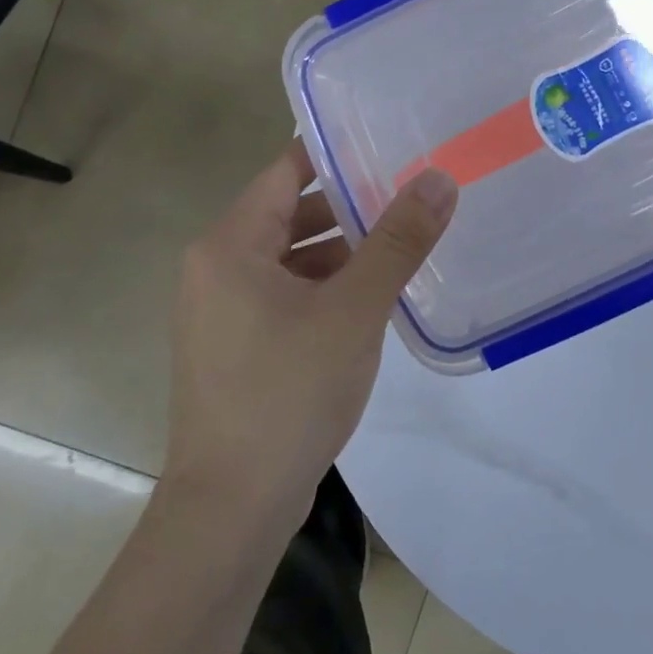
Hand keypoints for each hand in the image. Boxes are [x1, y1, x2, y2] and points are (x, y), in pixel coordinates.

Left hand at [166, 140, 456, 524]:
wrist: (233, 507)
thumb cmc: (289, 392)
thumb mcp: (354, 309)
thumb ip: (398, 241)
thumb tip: (438, 179)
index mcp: (229, 245)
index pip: (286, 171)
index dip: (337, 155)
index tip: (390, 146)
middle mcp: (214, 268)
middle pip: (289, 215)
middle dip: (349, 209)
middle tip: (411, 199)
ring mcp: (220, 312)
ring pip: (290, 260)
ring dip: (341, 254)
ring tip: (402, 250)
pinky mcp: (234, 348)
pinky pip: (284, 297)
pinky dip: (324, 290)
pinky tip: (369, 304)